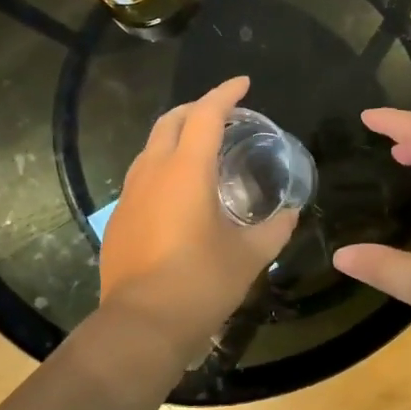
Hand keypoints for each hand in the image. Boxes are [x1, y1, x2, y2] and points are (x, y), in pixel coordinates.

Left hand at [100, 77, 297, 351]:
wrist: (141, 325)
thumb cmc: (201, 283)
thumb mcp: (250, 256)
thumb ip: (276, 228)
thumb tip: (291, 213)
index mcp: (187, 171)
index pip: (205, 114)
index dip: (225, 94)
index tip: (244, 84)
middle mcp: (153, 172)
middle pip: (170, 120)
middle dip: (196, 108)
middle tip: (223, 114)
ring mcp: (130, 194)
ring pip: (151, 147)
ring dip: (175, 135)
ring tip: (201, 148)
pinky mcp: (119, 218)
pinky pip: (142, 175)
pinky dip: (163, 165)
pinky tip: (179, 191)